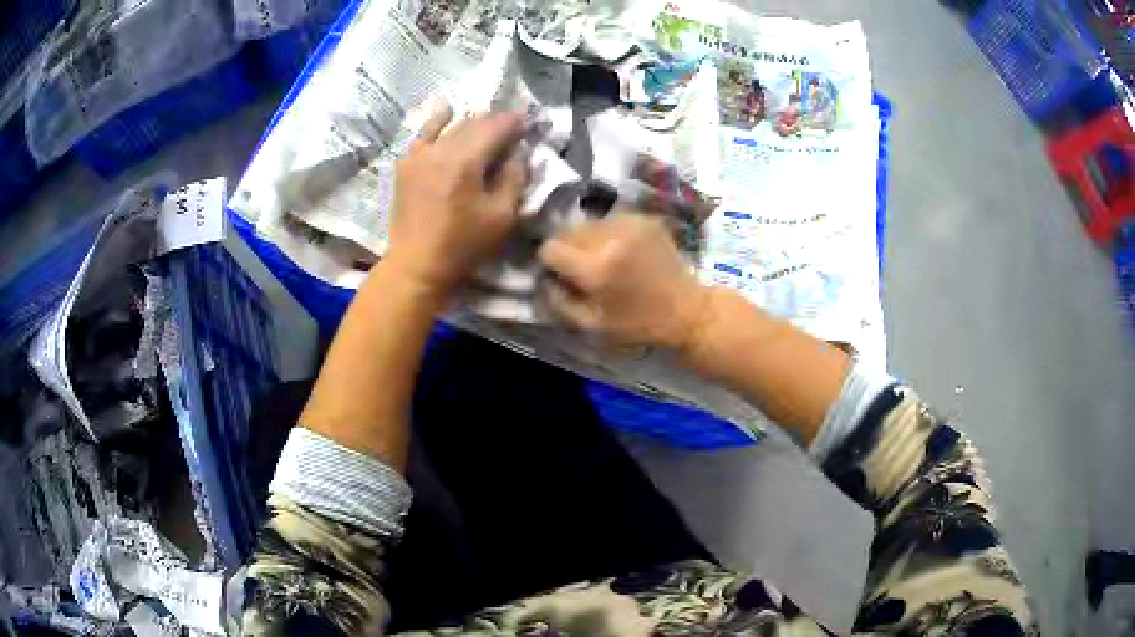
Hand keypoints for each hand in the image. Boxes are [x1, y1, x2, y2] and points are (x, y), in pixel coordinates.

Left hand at [385, 101, 526, 296]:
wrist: (416, 264)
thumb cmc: (463, 245)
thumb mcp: (502, 216)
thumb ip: (514, 178)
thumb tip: (516, 155)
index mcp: (465, 160)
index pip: (497, 126)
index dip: (517, 122)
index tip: (530, 124)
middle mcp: (440, 148)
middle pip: (475, 123)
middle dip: (496, 123)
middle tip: (513, 130)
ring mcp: (419, 153)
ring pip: (452, 126)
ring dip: (473, 124)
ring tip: (486, 130)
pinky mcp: (406, 163)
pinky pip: (424, 133)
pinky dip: (438, 121)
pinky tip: (447, 113)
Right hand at [538, 212, 710, 350]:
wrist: (688, 310)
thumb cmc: (638, 325)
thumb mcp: (592, 326)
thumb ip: (559, 302)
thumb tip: (541, 279)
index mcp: (596, 269)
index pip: (550, 248)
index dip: (550, 262)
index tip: (561, 274)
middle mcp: (610, 238)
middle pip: (567, 231)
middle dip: (568, 248)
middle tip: (583, 269)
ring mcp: (630, 223)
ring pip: (588, 223)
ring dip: (588, 239)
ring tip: (605, 260)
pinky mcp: (644, 218)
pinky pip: (610, 220)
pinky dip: (609, 233)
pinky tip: (623, 252)